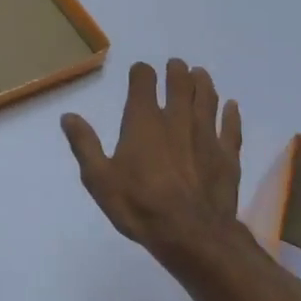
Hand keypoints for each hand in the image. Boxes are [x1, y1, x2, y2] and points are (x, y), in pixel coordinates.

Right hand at [61, 59, 242, 256]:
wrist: (191, 234)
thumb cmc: (139, 206)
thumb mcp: (99, 179)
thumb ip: (85, 144)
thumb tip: (68, 116)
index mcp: (144, 121)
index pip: (144, 81)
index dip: (141, 72)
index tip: (140, 71)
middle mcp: (177, 118)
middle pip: (180, 83)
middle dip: (177, 71)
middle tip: (176, 65)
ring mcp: (206, 134)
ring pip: (208, 98)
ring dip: (203, 83)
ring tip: (200, 74)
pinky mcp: (228, 154)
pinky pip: (231, 126)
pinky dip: (231, 113)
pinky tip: (232, 107)